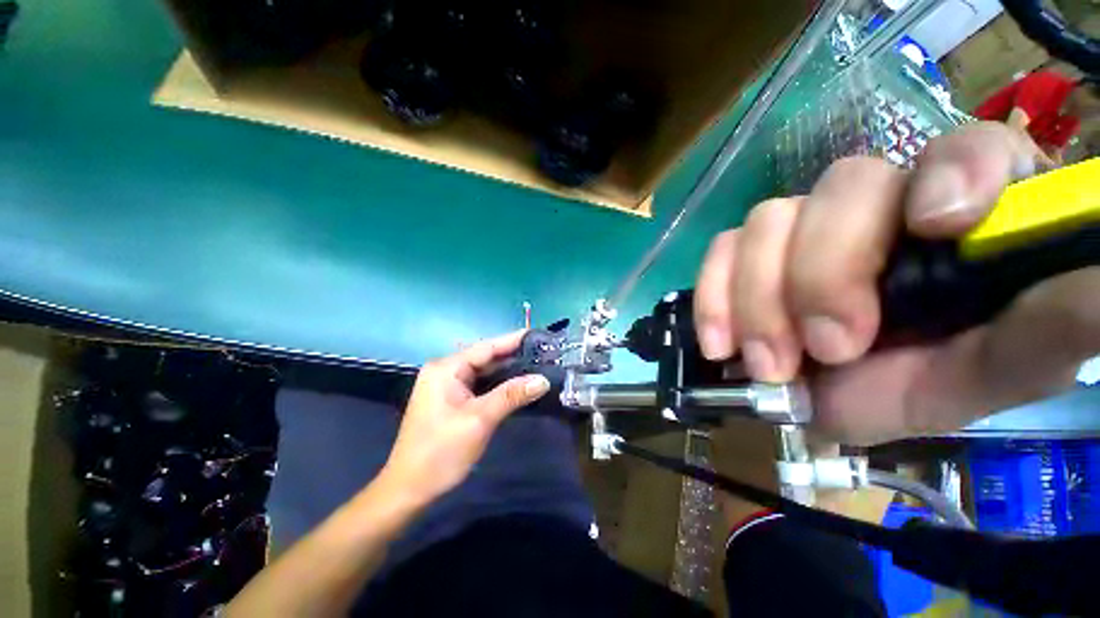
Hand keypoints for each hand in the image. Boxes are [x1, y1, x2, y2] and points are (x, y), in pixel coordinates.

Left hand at [378, 330, 550, 504]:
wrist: (409, 489)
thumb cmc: (441, 452)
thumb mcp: (480, 420)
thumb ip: (512, 395)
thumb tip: (543, 380)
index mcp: (446, 368)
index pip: (486, 347)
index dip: (513, 340)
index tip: (538, 335)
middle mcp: (445, 370)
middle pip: (485, 357)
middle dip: (513, 355)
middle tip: (543, 352)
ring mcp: (447, 385)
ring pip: (483, 371)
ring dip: (508, 369)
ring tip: (536, 364)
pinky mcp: (451, 399)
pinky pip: (479, 384)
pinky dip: (498, 383)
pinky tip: (517, 383)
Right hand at [694, 122, 1099, 444]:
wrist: (856, 398)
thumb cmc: (941, 377)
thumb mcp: (1009, 363)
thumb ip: (1055, 326)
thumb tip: (1099, 283)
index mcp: (962, 211)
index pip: (965, 147)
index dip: (951, 172)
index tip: (935, 227)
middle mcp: (879, 205)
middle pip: (838, 187)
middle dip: (823, 273)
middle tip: (829, 347)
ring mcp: (801, 230)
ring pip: (764, 222)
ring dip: (758, 299)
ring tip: (770, 363)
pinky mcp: (749, 259)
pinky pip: (718, 253)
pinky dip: (713, 298)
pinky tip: (720, 343)